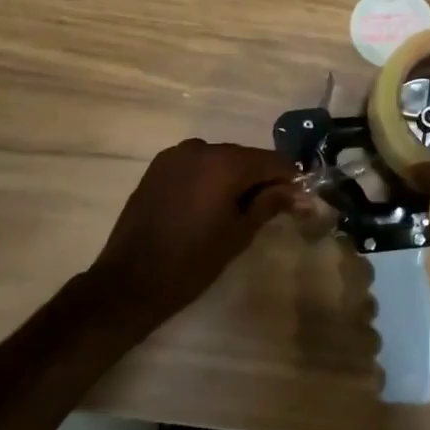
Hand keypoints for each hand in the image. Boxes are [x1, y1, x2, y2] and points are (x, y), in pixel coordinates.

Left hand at [88, 139, 300, 330]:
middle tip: (273, 205)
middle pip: (244, 157)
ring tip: (239, 207)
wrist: (130, 280)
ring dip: (234, 176)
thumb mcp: (238, 234)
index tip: (299, 197)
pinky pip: (196, 164)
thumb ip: (269, 204)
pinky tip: (209, 203)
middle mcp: (201, 148)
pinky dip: (209, 177)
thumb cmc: (192, 261)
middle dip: (261, 177)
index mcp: (225, 163)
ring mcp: (176, 155)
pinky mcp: (158, 166)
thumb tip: (296, 192)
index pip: (271, 161)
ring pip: (219, 159)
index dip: (289, 177)